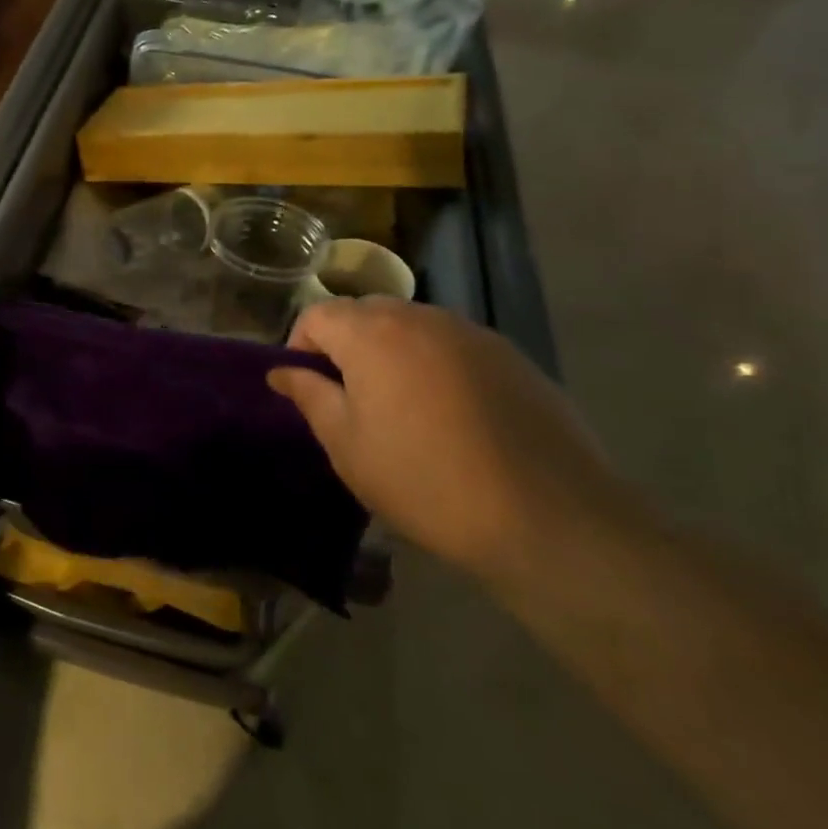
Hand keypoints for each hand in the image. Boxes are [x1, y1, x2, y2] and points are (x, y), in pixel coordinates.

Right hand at [268, 299, 611, 576]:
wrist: (547, 515)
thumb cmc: (424, 480)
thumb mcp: (348, 445)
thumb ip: (309, 396)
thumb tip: (280, 371)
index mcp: (371, 333)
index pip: (317, 314)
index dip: (300, 346)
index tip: (307, 389)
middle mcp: (419, 316)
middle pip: (364, 313)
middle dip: (346, 346)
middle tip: (350, 400)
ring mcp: (470, 331)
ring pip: (410, 326)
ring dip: (391, 353)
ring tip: (401, 408)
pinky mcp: (509, 354)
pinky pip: (451, 345)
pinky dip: (434, 365)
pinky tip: (451, 415)